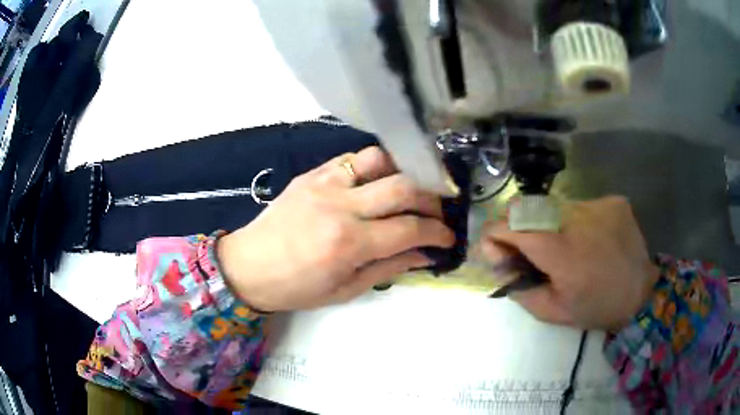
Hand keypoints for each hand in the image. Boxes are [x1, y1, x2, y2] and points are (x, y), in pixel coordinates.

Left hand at [217, 146, 454, 311]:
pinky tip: (379, 182)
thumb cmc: (295, 288)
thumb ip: (389, 268)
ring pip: (380, 160)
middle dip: (432, 199)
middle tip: (438, 212)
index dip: (438, 232)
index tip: (449, 237)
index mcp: (349, 243)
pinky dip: (375, 166)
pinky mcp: (312, 173)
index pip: (410, 228)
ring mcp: (325, 183)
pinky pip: (353, 159)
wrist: (247, 265)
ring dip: (404, 173)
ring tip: (412, 190)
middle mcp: (340, 205)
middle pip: (403, 187)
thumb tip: (425, 255)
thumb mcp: (346, 290)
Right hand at [478, 196, 659, 330]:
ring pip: (553, 205)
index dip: (494, 234)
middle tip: (527, 250)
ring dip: (547, 224)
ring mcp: (599, 206)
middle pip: (528, 208)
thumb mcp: (552, 311)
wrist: (640, 294)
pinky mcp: (612, 201)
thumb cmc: (595, 308)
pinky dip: (574, 221)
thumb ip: (519, 287)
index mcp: (563, 253)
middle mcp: (579, 220)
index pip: (512, 225)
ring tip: (563, 246)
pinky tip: (587, 238)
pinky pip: (579, 204)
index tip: (494, 249)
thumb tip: (498, 262)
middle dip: (517, 228)